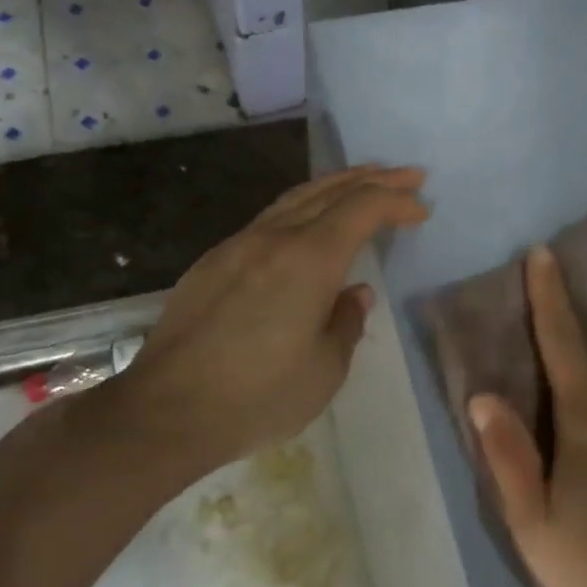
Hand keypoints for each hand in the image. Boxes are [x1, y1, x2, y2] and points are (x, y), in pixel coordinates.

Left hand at [110, 165, 428, 473]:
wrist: (165, 412)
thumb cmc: (256, 397)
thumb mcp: (324, 370)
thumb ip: (346, 322)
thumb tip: (354, 293)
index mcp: (309, 260)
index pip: (362, 209)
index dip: (396, 201)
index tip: (421, 210)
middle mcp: (274, 239)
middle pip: (330, 191)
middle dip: (374, 179)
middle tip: (409, 175)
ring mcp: (238, 245)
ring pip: (295, 197)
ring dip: (336, 184)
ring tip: (364, 180)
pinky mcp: (213, 262)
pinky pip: (269, 218)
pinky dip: (303, 206)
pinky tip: (309, 220)